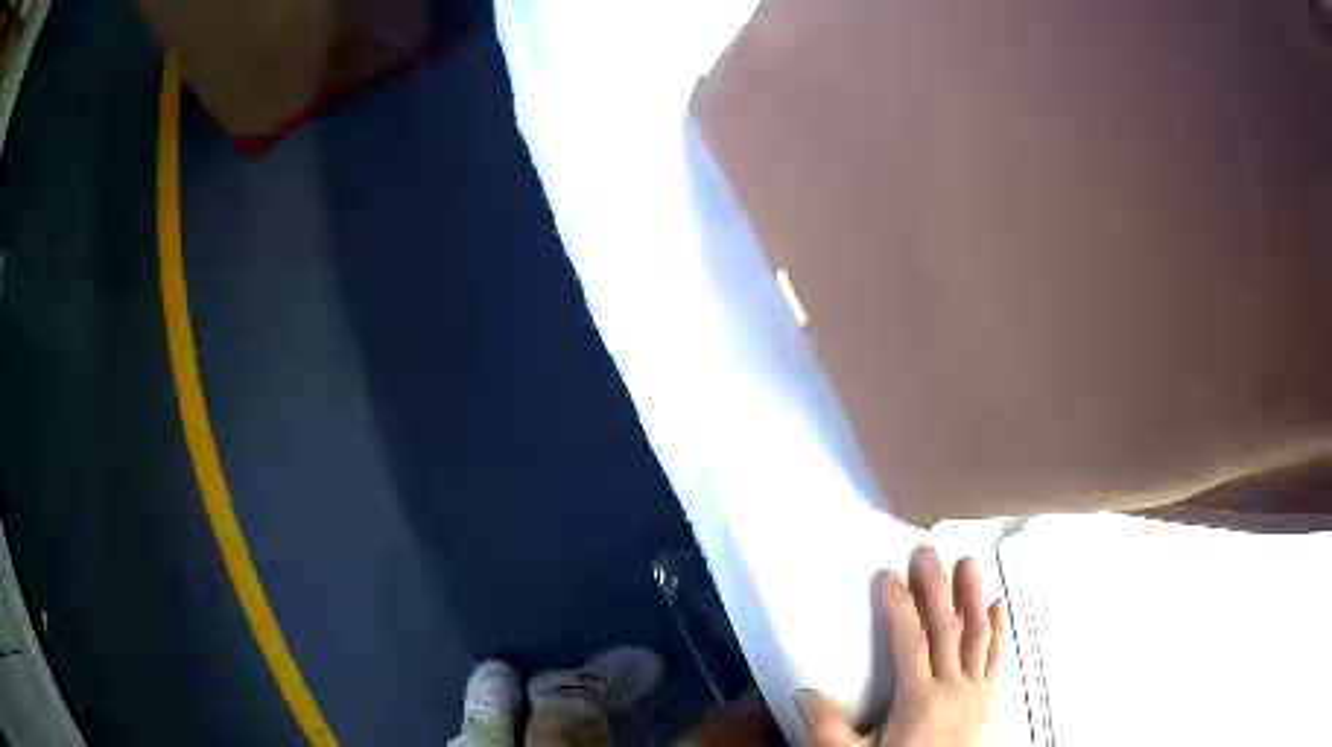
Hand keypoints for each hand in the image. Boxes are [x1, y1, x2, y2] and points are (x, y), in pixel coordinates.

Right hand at [797, 546, 1004, 746]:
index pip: (911, 642)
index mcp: (920, 700)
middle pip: (948, 628)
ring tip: (969, 563)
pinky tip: (998, 606)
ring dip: (973, 596)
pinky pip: (995, 657)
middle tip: (928, 551)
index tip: (888, 576)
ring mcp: (975, 691)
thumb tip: (803, 693)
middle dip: (937, 587)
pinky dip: (997, 630)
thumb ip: (828, 729)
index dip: (900, 607)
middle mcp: (954, 688)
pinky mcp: (987, 698)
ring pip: (978, 635)